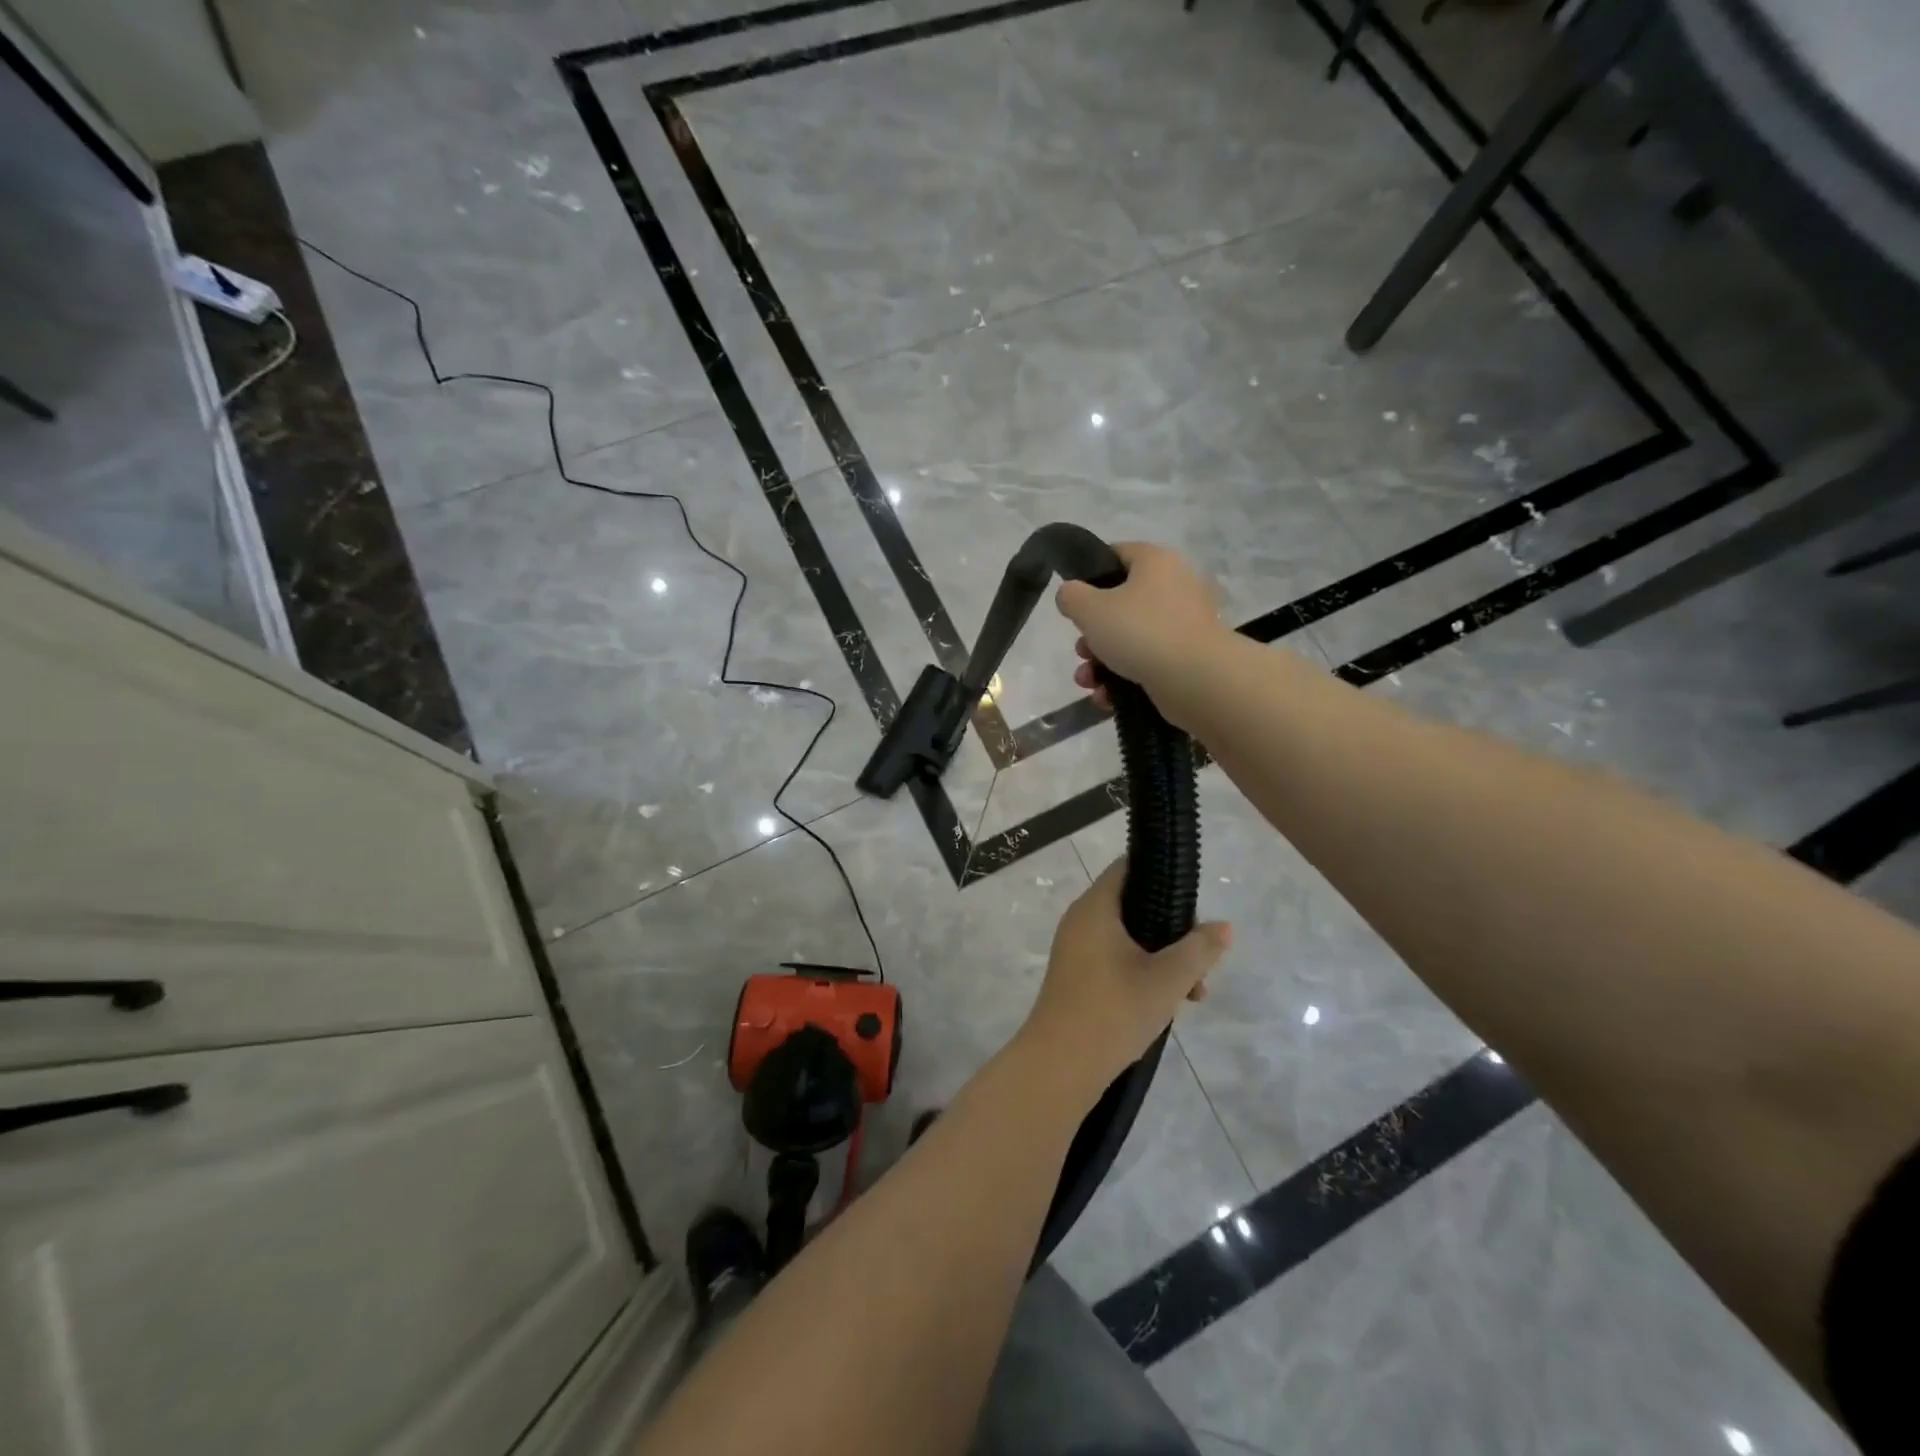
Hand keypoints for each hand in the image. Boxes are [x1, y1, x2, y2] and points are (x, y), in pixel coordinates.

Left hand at [1021, 859, 1231, 1100]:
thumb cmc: (1114, 1010)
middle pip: (1133, 905)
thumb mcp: (1168, 979)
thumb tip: (1224, 926)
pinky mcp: (1077, 976)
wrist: (1061, 1065)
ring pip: (1128, 938)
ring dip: (1163, 957)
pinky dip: (1143, 972)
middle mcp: (1081, 920)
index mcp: (1095, 907)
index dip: (1162, 874)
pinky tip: (1169, 1003)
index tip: (1192, 898)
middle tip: (1200, 958)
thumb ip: (1199, 949)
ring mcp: (1076, 949)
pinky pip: (1115, 959)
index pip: (1128, 867)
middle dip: (1172, 928)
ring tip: (1194, 992)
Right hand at [1055, 543, 1226, 729]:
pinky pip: (1148, 662)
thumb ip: (1071, 596)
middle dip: (1093, 633)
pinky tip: (1107, 697)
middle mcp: (1175, 587)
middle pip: (1121, 603)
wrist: (1197, 679)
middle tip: (1080, 650)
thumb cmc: (1140, 632)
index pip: (1117, 554)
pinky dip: (1124, 678)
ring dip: (1102, 661)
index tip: (1073, 600)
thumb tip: (1071, 594)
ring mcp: (1184, 624)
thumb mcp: (1090, 609)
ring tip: (1088, 681)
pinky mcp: (1188, 657)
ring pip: (1132, 638)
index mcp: (1155, 562)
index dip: (1090, 574)